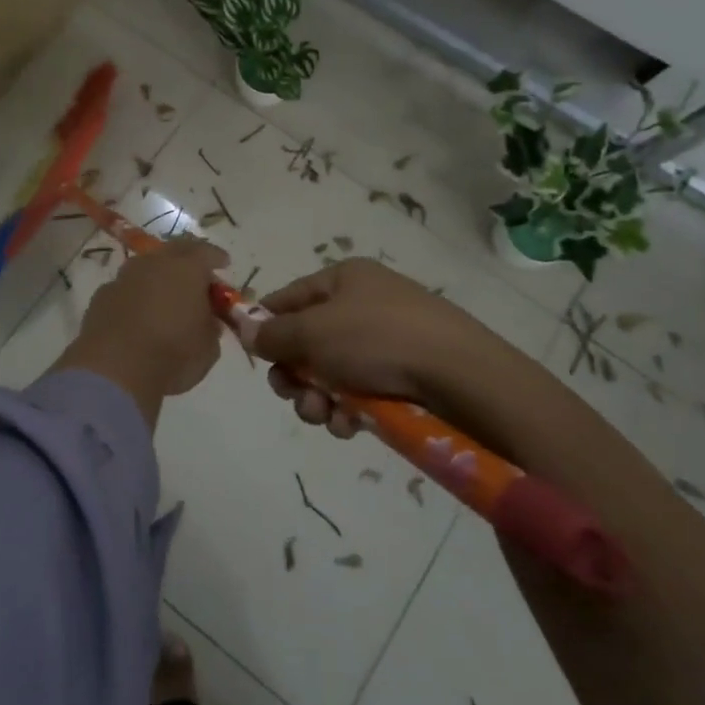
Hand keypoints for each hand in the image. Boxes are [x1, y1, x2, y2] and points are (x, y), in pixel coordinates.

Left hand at [55, 238, 229, 422]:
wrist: (114, 369)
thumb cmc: (172, 354)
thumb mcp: (208, 348)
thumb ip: (210, 327)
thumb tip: (207, 320)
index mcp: (187, 268)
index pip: (206, 252)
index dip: (216, 257)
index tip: (223, 264)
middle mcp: (154, 263)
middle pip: (174, 250)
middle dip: (187, 259)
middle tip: (195, 275)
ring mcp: (124, 277)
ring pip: (146, 267)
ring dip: (157, 277)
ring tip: (165, 296)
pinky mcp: (101, 296)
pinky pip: (125, 288)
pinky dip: (135, 296)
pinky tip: (137, 315)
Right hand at [251, 259, 493, 437]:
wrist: (461, 375)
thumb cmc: (376, 339)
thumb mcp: (313, 332)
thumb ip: (273, 334)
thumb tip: (244, 329)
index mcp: (345, 278)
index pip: (290, 297)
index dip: (266, 323)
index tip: (251, 354)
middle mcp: (366, 303)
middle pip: (309, 340)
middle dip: (294, 373)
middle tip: (291, 393)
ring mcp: (389, 340)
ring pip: (333, 373)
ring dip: (318, 398)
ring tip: (323, 415)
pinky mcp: (408, 375)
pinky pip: (363, 392)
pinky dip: (349, 410)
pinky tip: (351, 426)